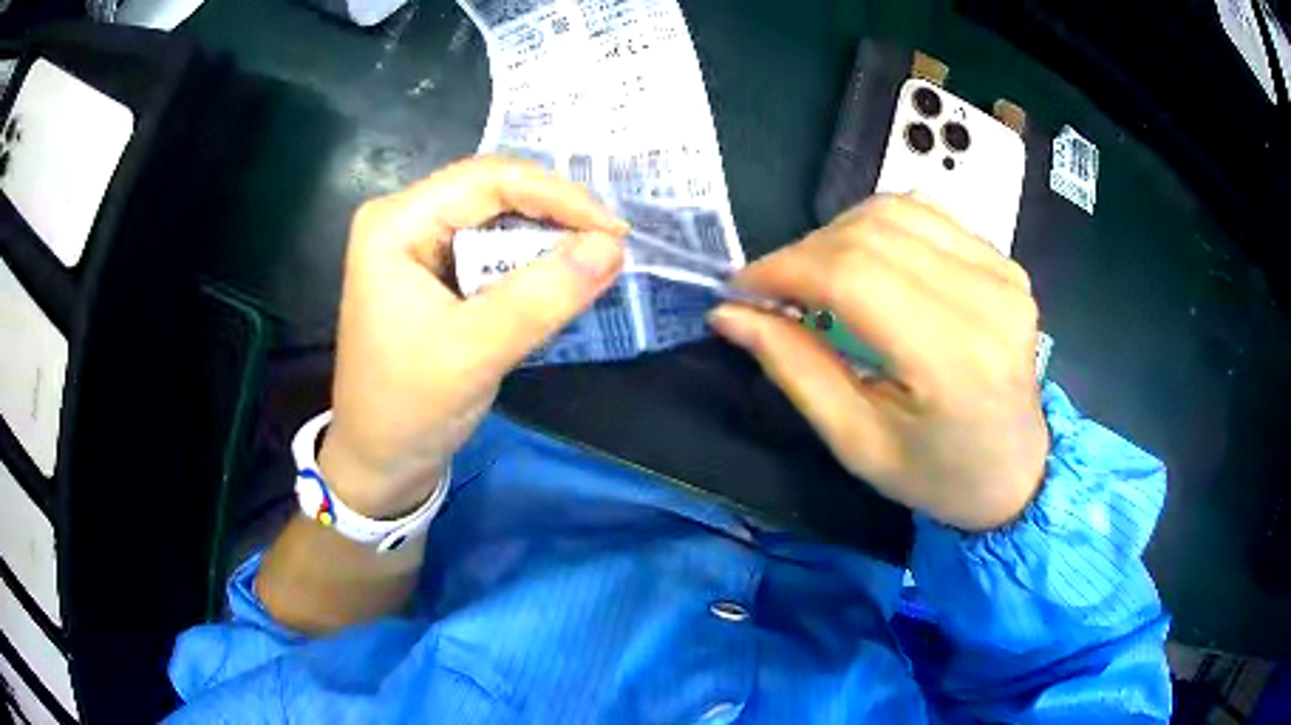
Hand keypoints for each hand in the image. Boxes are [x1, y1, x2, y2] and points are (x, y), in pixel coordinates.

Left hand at [319, 156, 626, 517]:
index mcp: (396, 223)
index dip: (557, 195)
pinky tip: (560, 274)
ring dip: (547, 236)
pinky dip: (530, 260)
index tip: (614, 230)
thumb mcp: (476, 352)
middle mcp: (405, 219)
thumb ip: (543, 296)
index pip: (488, 179)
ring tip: (595, 257)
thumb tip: (612, 246)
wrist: (378, 463)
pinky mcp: (434, 273)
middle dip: (555, 212)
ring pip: (497, 218)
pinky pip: (492, 249)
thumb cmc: (409, 409)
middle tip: (610, 244)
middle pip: (493, 191)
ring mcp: (418, 245)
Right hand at [709, 196, 1047, 530]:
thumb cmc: (936, 475)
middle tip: (772, 289)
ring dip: (837, 234)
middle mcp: (987, 301)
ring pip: (896, 212)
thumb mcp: (857, 443)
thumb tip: (730, 313)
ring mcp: (1003, 275)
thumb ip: (795, 369)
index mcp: (953, 360)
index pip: (854, 276)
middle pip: (872, 235)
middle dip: (804, 251)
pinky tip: (866, 262)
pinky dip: (880, 228)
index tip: (740, 287)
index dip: (785, 269)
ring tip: (815, 275)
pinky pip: (928, 217)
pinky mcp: (1006, 264)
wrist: (1017, 473)